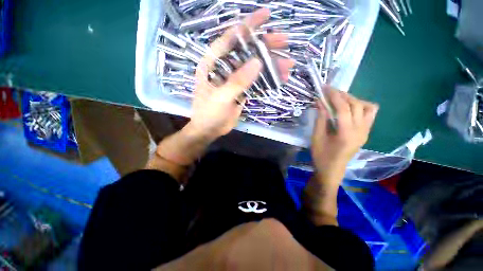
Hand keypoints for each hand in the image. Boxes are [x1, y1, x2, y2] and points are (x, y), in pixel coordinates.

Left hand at [189, 8, 294, 139]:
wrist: (209, 130)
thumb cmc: (208, 113)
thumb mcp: (220, 98)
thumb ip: (237, 81)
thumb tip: (257, 62)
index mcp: (213, 63)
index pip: (230, 38)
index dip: (248, 26)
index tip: (267, 16)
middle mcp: (224, 67)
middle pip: (246, 51)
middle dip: (265, 46)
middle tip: (284, 42)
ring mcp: (234, 79)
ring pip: (254, 67)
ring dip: (271, 65)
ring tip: (288, 65)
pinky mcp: (241, 90)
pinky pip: (256, 82)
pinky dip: (268, 80)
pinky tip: (280, 79)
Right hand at [311, 88, 377, 186]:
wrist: (332, 170)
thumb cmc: (321, 155)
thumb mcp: (317, 136)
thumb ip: (320, 118)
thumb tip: (320, 102)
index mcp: (347, 134)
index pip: (343, 108)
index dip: (334, 96)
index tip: (325, 88)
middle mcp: (361, 131)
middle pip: (357, 105)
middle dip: (343, 95)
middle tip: (329, 92)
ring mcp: (366, 132)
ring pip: (367, 107)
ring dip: (353, 100)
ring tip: (339, 100)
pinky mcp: (366, 133)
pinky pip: (369, 114)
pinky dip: (359, 107)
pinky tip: (347, 109)